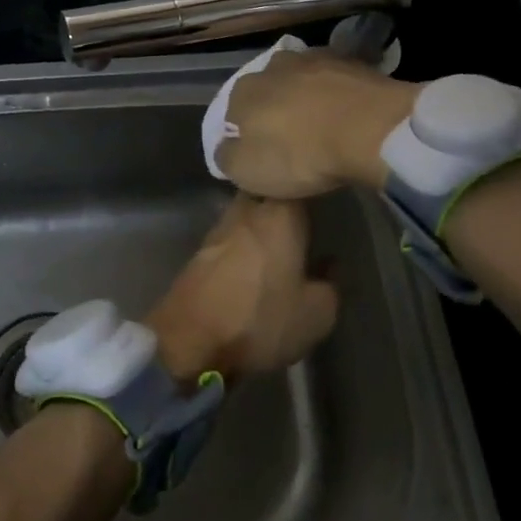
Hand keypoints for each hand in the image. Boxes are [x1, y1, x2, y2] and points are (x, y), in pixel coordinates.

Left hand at [145, 195, 337, 384]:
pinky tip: (255, 261)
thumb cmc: (260, 320)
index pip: (298, 179)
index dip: (311, 181)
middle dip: (283, 198)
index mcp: (280, 214)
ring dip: (261, 221)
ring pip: (246, 212)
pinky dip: (243, 243)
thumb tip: (330, 265)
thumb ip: (331, 285)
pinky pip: (231, 236)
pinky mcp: (200, 251)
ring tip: (282, 239)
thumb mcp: (316, 314)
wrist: (189, 341)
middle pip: (267, 189)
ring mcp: (218, 228)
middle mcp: (247, 209)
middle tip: (305, 215)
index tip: (326, 191)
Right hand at [214, 50, 420, 198]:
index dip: (245, 134)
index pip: (233, 112)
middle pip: (268, 91)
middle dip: (276, 110)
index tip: (262, 154)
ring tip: (323, 125)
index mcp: (243, 91)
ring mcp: (314, 59)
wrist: (369, 128)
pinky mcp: (351, 61)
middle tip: (292, 141)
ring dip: (307, 98)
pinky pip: (335, 80)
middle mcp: (273, 66)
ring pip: (302, 80)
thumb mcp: (247, 172)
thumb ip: (227, 157)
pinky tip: (348, 114)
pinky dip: (337, 94)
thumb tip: (226, 148)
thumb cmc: (300, 154)